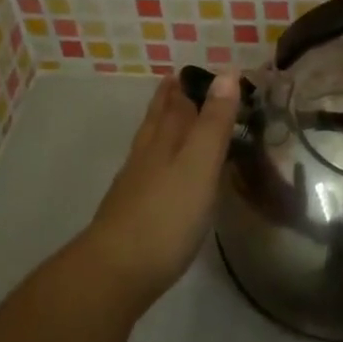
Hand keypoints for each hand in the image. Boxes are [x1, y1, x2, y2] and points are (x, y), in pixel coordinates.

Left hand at [82, 72, 239, 308]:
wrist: (115, 271)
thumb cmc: (166, 214)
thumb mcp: (200, 164)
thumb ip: (214, 122)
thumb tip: (226, 72)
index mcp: (165, 140)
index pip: (177, 103)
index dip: (187, 86)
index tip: (194, 70)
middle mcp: (147, 155)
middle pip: (158, 119)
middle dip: (168, 100)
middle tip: (175, 81)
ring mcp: (134, 184)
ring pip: (148, 143)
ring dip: (159, 125)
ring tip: (167, 116)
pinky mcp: (130, 212)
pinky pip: (146, 170)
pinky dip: (155, 157)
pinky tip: (157, 171)